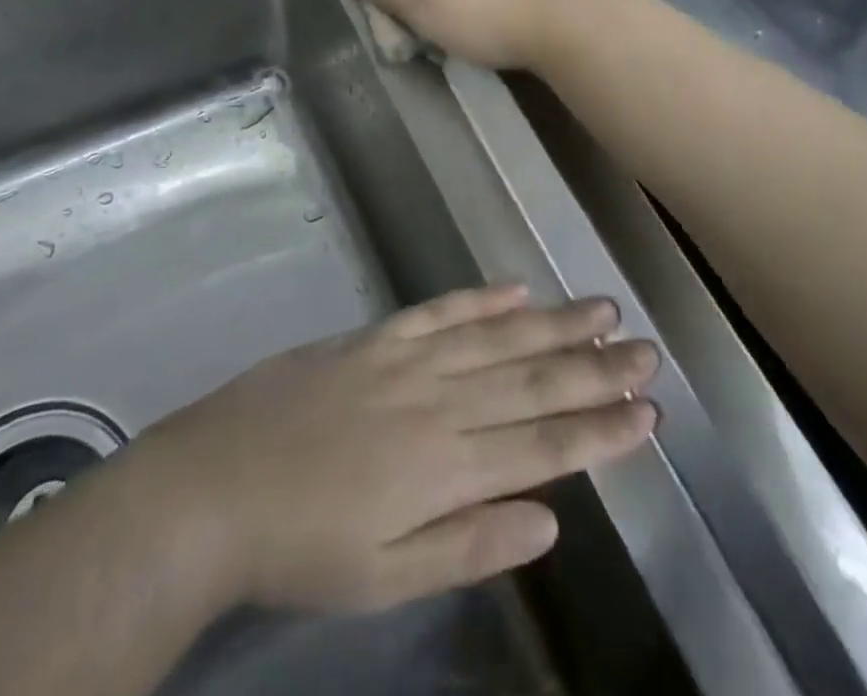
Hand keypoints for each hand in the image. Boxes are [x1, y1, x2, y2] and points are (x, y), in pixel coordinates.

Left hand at [127, 285, 657, 613]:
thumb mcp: (386, 578)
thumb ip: (470, 546)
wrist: (216, 483)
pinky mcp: (375, 336)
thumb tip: (549, 522)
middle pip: (531, 382)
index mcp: (445, 466)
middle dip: (595, 368)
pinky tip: (516, 288)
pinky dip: (480, 298)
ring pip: (495, 338)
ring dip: (552, 324)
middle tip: (645, 350)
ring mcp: (406, 359)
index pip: (544, 445)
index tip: (649, 413)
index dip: (601, 431)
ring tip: (601, 309)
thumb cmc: (303, 545)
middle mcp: (438, 402)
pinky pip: (439, 310)